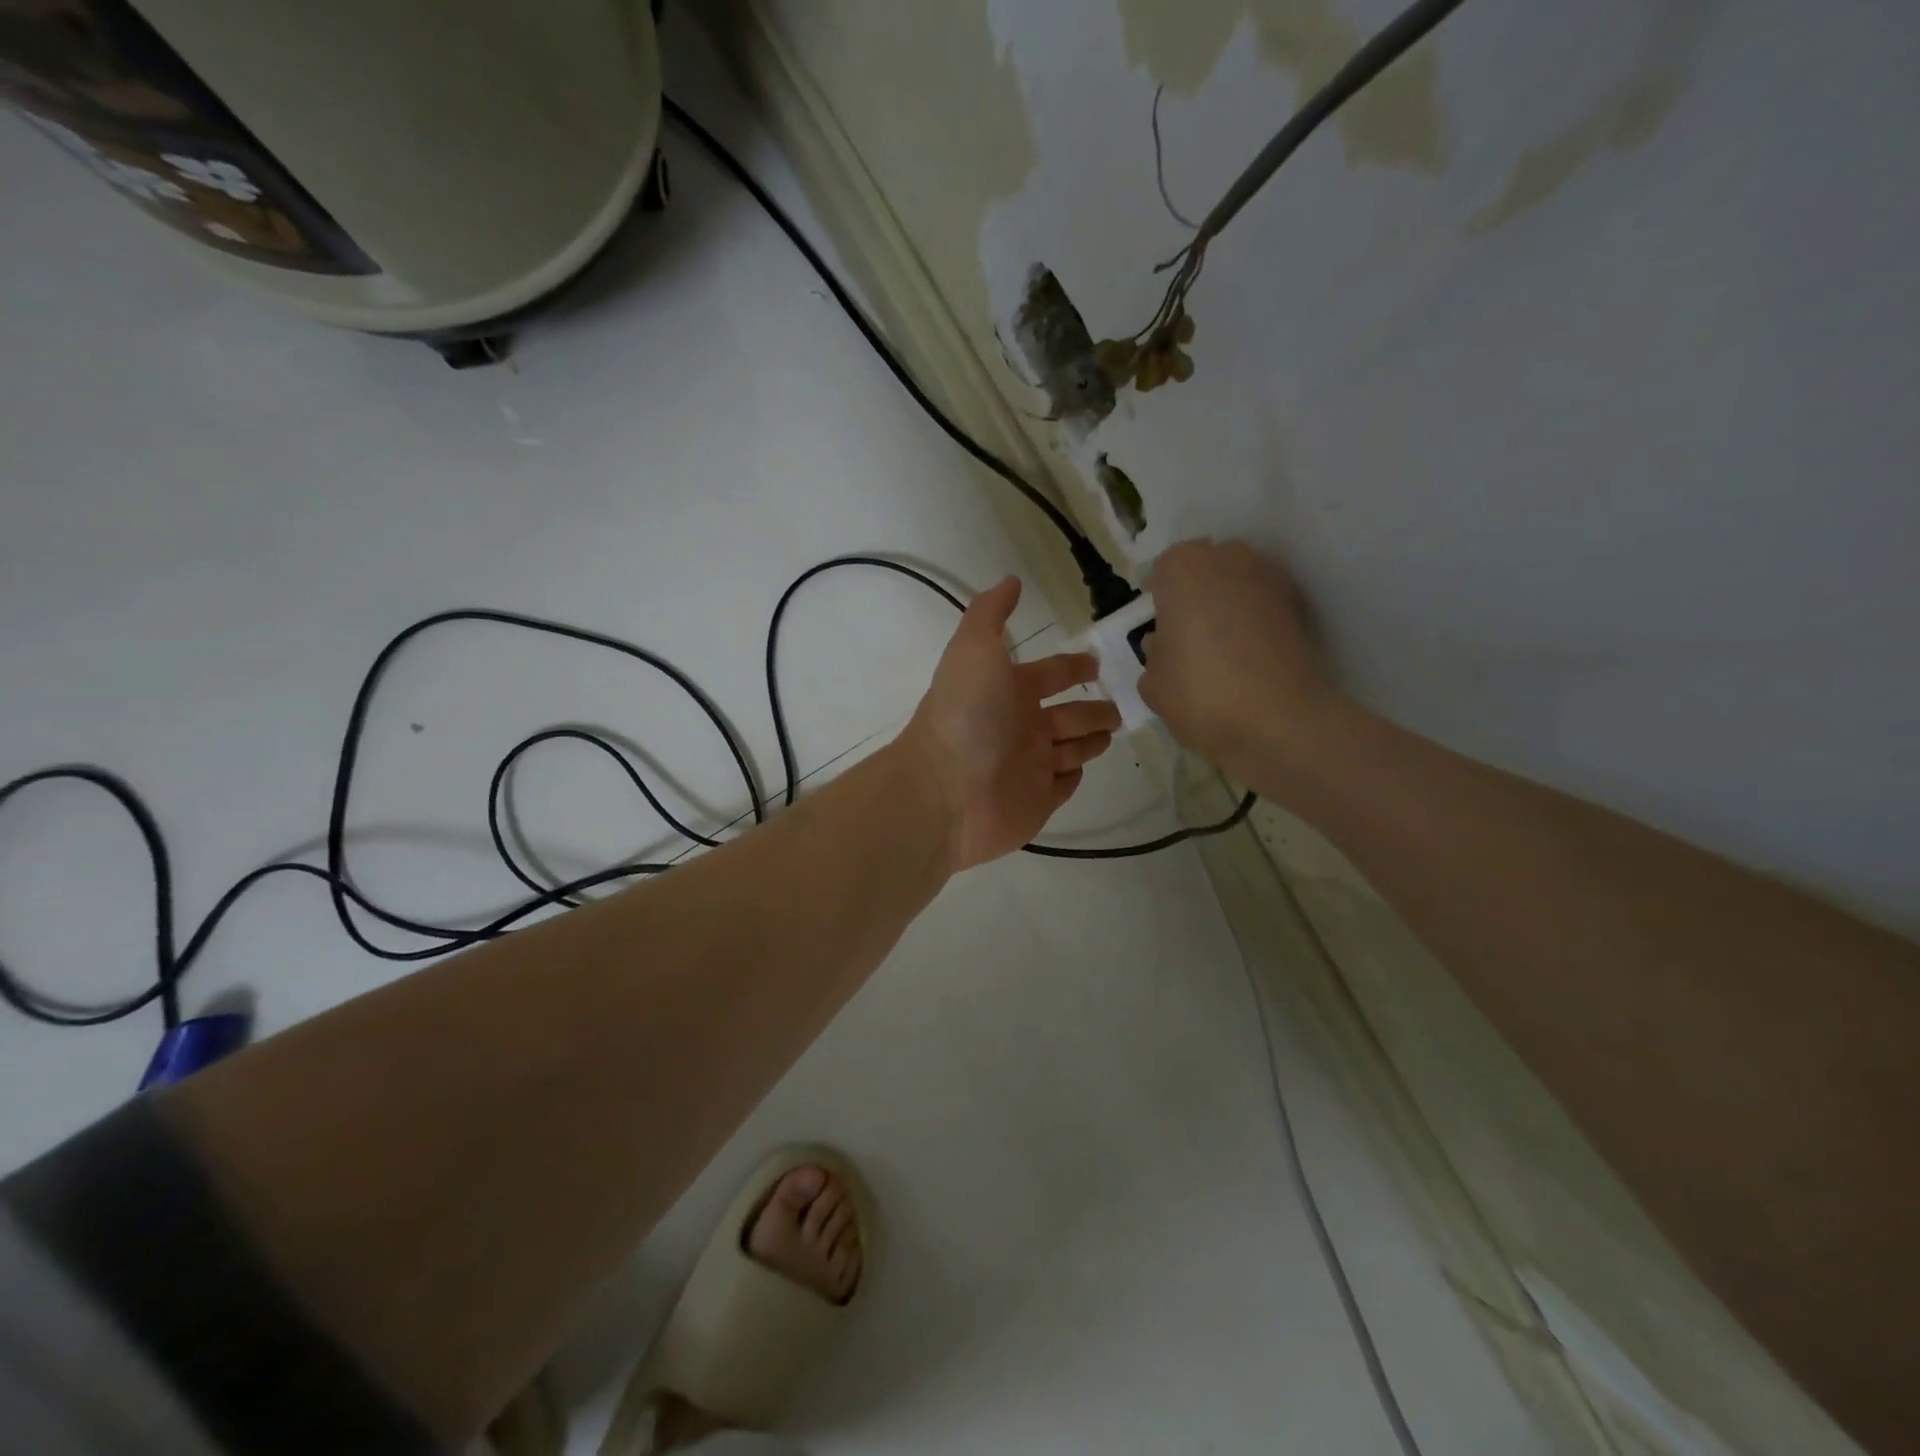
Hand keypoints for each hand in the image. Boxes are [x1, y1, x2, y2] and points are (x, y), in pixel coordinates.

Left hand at [901, 576, 1119, 870]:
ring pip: (1070, 749)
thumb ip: (991, 613)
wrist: (946, 791)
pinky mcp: (1038, 802)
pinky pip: (1062, 785)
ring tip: (1112, 731)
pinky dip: (1073, 775)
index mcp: (1009, 690)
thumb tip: (1011, 580)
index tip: (1096, 663)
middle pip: (1067, 714)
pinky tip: (1083, 768)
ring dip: (1090, 739)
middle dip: (1092, 708)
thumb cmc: (966, 716)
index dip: (1072, 667)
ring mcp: (1030, 766)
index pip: (1050, 674)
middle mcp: (1020, 726)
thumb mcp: (974, 649)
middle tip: (1119, 708)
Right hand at [1138, 539, 1342, 780]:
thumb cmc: (1199, 693)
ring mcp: (1270, 578)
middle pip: (1203, 570)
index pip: (1162, 572)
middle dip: (1196, 597)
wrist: (1279, 721)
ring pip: (1236, 586)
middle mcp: (1228, 558)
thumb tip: (1164, 646)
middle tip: (1188, 639)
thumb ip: (1154, 656)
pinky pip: (1263, 608)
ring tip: (1220, 652)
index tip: (1160, 631)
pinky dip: (1255, 625)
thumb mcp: (1153, 683)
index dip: (1159, 602)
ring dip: (1227, 609)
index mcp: (1183, 567)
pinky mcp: (1299, 606)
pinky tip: (1248, 660)